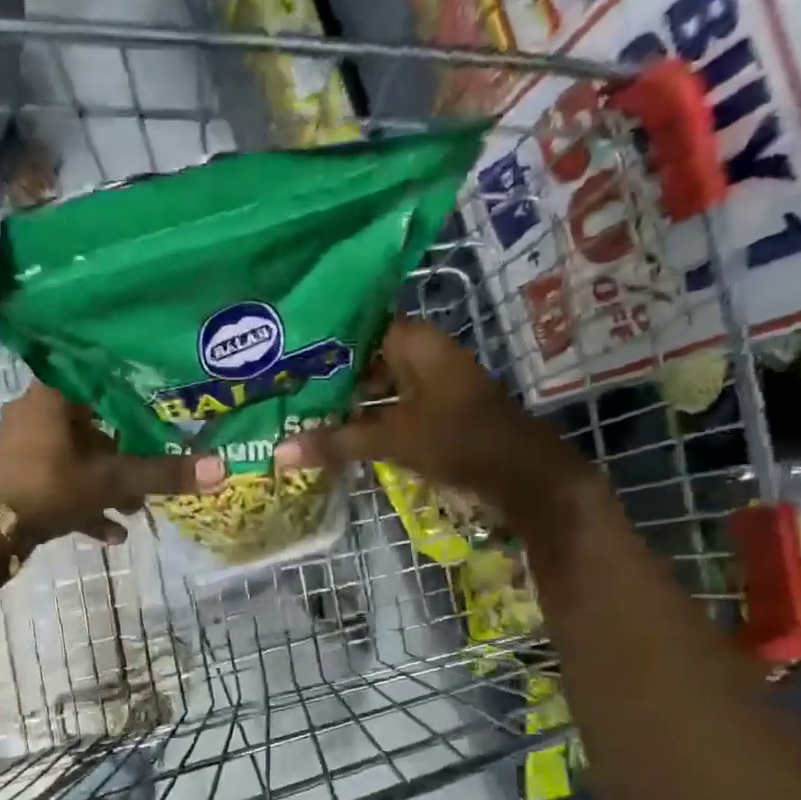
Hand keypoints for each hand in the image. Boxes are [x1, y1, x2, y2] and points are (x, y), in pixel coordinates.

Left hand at [0, 383, 223, 547]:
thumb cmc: (46, 487)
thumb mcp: (110, 480)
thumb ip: (162, 475)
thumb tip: (222, 469)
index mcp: (54, 395)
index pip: (100, 375)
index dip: (133, 388)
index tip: (162, 402)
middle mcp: (36, 414)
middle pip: (94, 424)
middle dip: (126, 452)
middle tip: (154, 468)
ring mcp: (24, 449)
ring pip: (78, 460)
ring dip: (108, 484)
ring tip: (136, 509)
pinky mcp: (18, 481)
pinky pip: (61, 487)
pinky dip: (85, 506)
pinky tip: (110, 536)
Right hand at [276, 318, 581, 500]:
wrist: (522, 474)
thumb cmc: (459, 439)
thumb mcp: (392, 439)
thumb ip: (336, 442)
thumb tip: (279, 452)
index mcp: (414, 341)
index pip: (356, 325)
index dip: (319, 338)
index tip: (280, 352)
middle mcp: (422, 353)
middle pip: (363, 357)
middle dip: (325, 374)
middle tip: (279, 386)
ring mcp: (429, 382)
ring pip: (375, 384)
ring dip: (344, 400)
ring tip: (297, 410)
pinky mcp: (433, 410)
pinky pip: (389, 406)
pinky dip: (364, 417)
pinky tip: (332, 432)